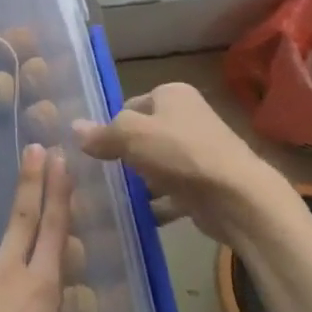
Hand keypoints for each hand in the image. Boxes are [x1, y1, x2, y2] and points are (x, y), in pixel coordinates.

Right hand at [72, 82, 276, 242]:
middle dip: (124, 156)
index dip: (112, 126)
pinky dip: (156, 203)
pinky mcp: (205, 184)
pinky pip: (171, 191)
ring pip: (157, 165)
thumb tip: (74, 128)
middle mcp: (188, 117)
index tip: (97, 150)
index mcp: (173, 94)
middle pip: (143, 136)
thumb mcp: (131, 135)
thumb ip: (102, 133)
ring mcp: (199, 152)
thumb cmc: (180, 154)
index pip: (130, 105)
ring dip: (139, 182)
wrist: (237, 198)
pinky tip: (137, 217)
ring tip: (112, 199)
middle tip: (101, 175)